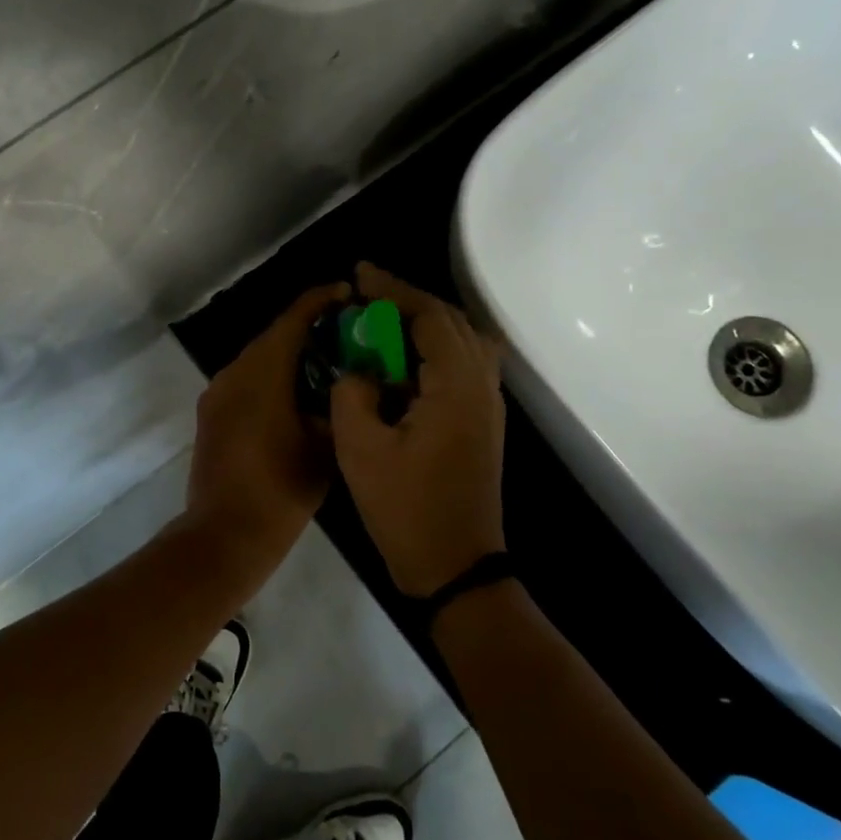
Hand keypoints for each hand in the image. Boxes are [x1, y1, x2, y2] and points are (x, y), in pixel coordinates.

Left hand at [185, 282, 348, 560]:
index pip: (293, 319)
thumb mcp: (324, 447)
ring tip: (326, 364)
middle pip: (273, 336)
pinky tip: (296, 395)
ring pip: (257, 359)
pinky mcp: (211, 415)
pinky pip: (245, 382)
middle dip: (308, 329)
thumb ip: (337, 406)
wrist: (224, 534)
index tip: (348, 293)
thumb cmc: (280, 490)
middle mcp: (233, 373)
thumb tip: (346, 386)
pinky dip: (271, 378)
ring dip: (288, 355)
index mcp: (262, 373)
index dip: (321, 300)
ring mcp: (217, 394)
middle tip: (346, 333)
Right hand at [330, 264, 505, 596]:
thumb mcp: (360, 449)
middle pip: (451, 321)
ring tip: (383, 322)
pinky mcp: (482, 422)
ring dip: (424, 323)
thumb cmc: (405, 509)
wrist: (455, 565)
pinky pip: (462, 365)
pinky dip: (433, 348)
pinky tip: (403, 361)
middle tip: (367, 294)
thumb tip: (359, 371)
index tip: (360, 274)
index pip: (428, 316)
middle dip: (408, 301)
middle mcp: (481, 386)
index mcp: (455, 386)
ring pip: (461, 341)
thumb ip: (353, 393)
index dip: (393, 289)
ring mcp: (487, 405)